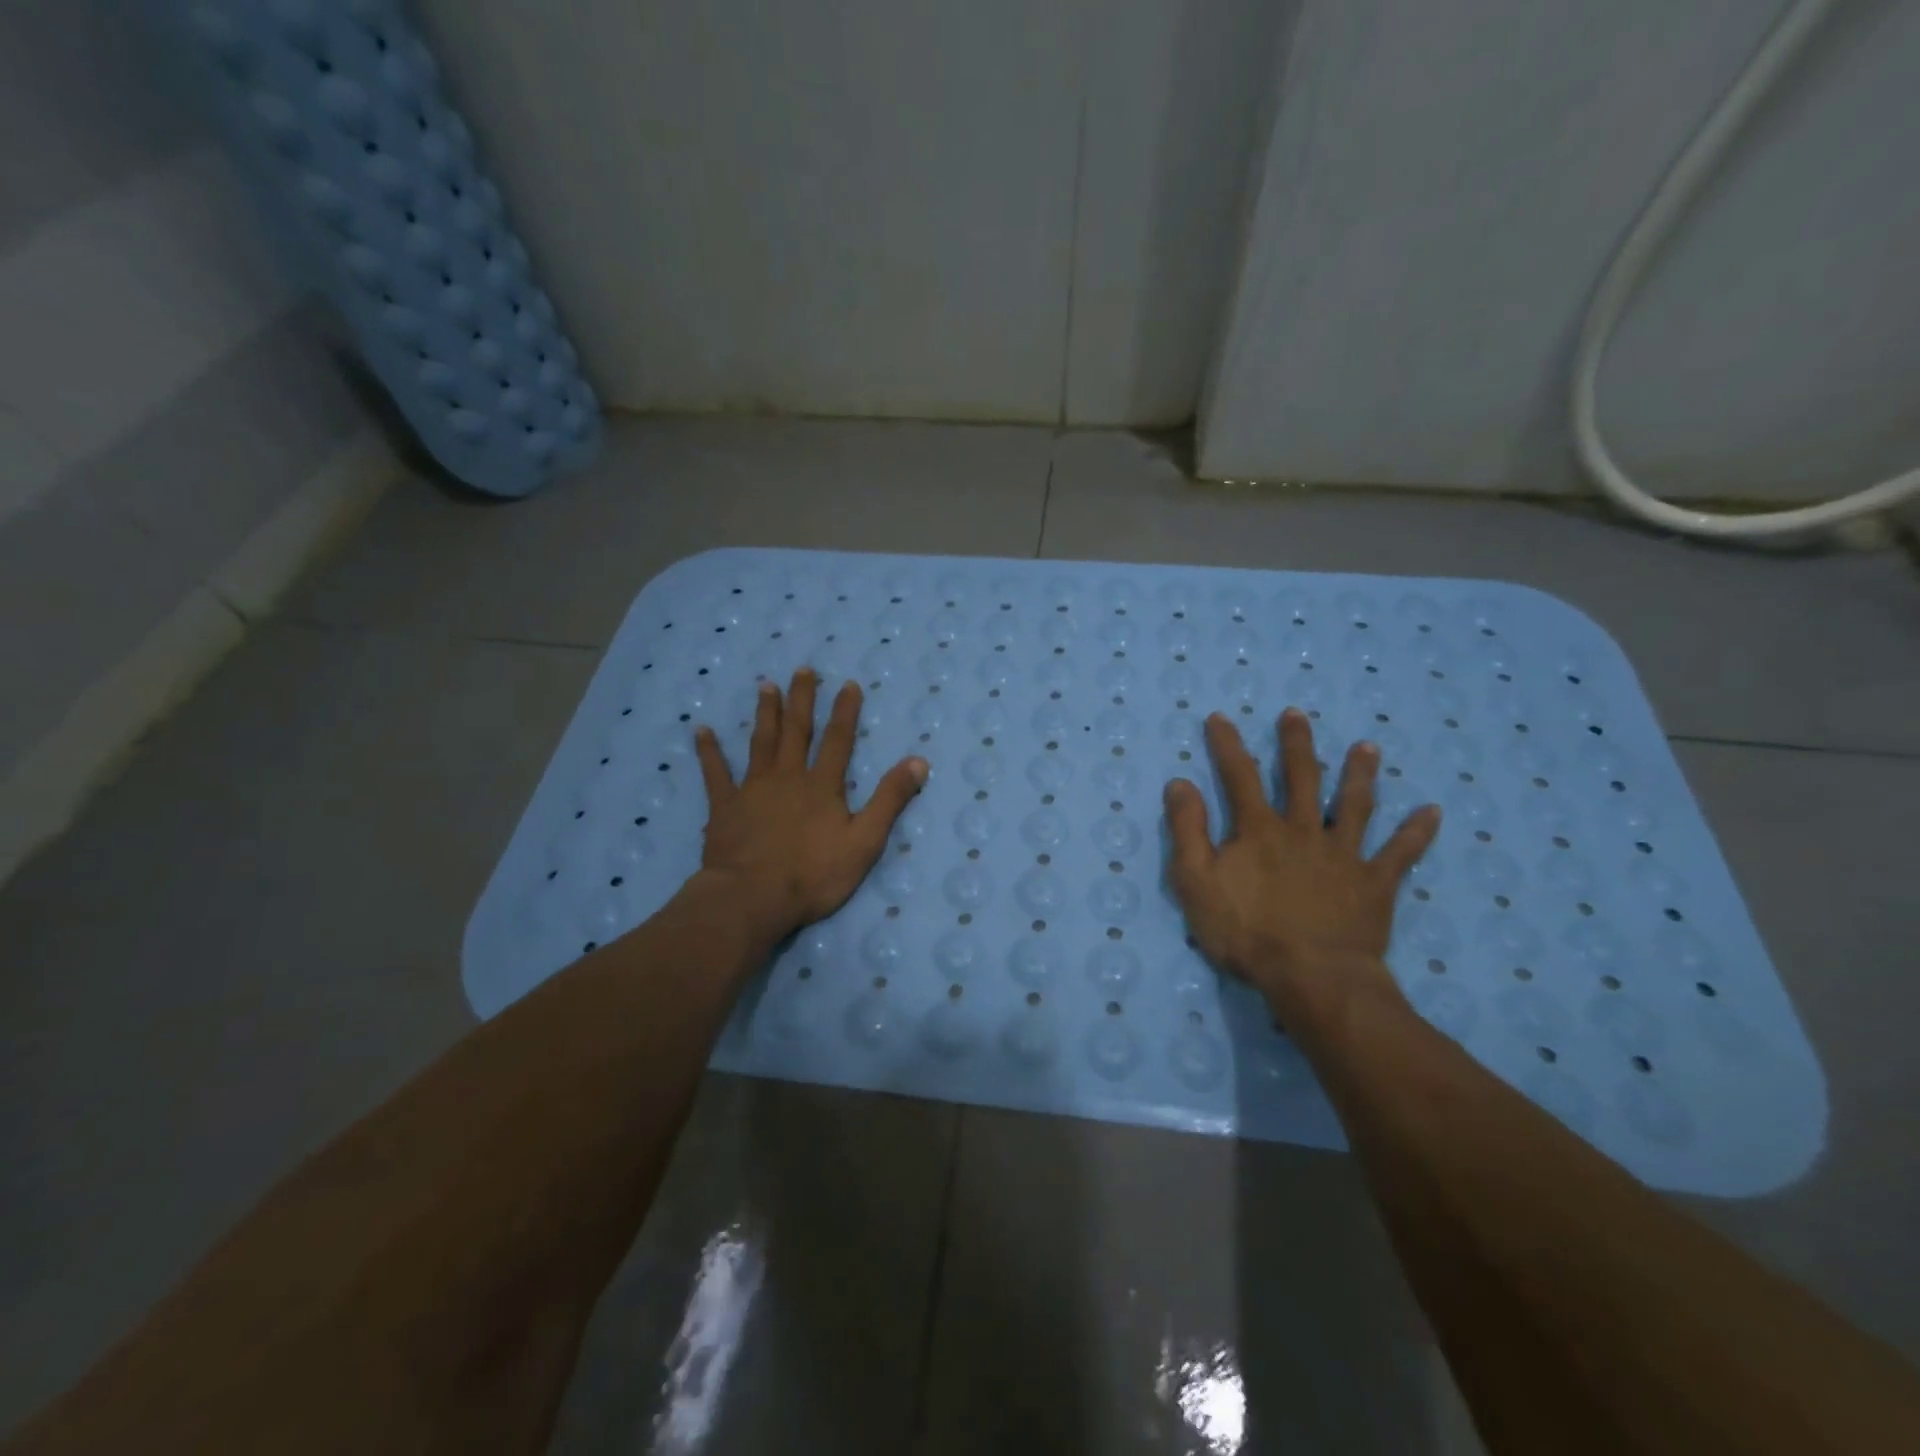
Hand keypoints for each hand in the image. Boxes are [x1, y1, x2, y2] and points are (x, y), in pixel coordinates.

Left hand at [694, 669, 927, 943]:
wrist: (752, 898)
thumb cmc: (813, 875)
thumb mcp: (865, 842)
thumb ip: (890, 800)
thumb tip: (918, 761)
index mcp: (822, 786)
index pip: (838, 741)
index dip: (845, 712)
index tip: (848, 684)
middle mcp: (788, 777)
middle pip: (797, 731)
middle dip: (802, 699)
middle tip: (803, 669)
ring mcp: (753, 789)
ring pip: (761, 743)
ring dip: (765, 713)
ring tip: (766, 686)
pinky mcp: (725, 807)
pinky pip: (715, 773)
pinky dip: (709, 751)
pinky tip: (701, 730)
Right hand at [1164, 708, 1440, 1024]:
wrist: (1311, 976)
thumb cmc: (1246, 932)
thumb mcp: (1195, 881)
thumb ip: (1187, 830)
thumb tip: (1180, 783)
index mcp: (1259, 830)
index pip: (1240, 776)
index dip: (1228, 745)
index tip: (1220, 717)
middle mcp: (1303, 830)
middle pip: (1301, 778)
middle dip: (1296, 744)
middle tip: (1296, 714)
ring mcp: (1343, 854)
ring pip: (1355, 805)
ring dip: (1360, 774)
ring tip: (1367, 747)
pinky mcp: (1375, 883)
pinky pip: (1401, 853)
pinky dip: (1416, 832)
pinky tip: (1433, 812)